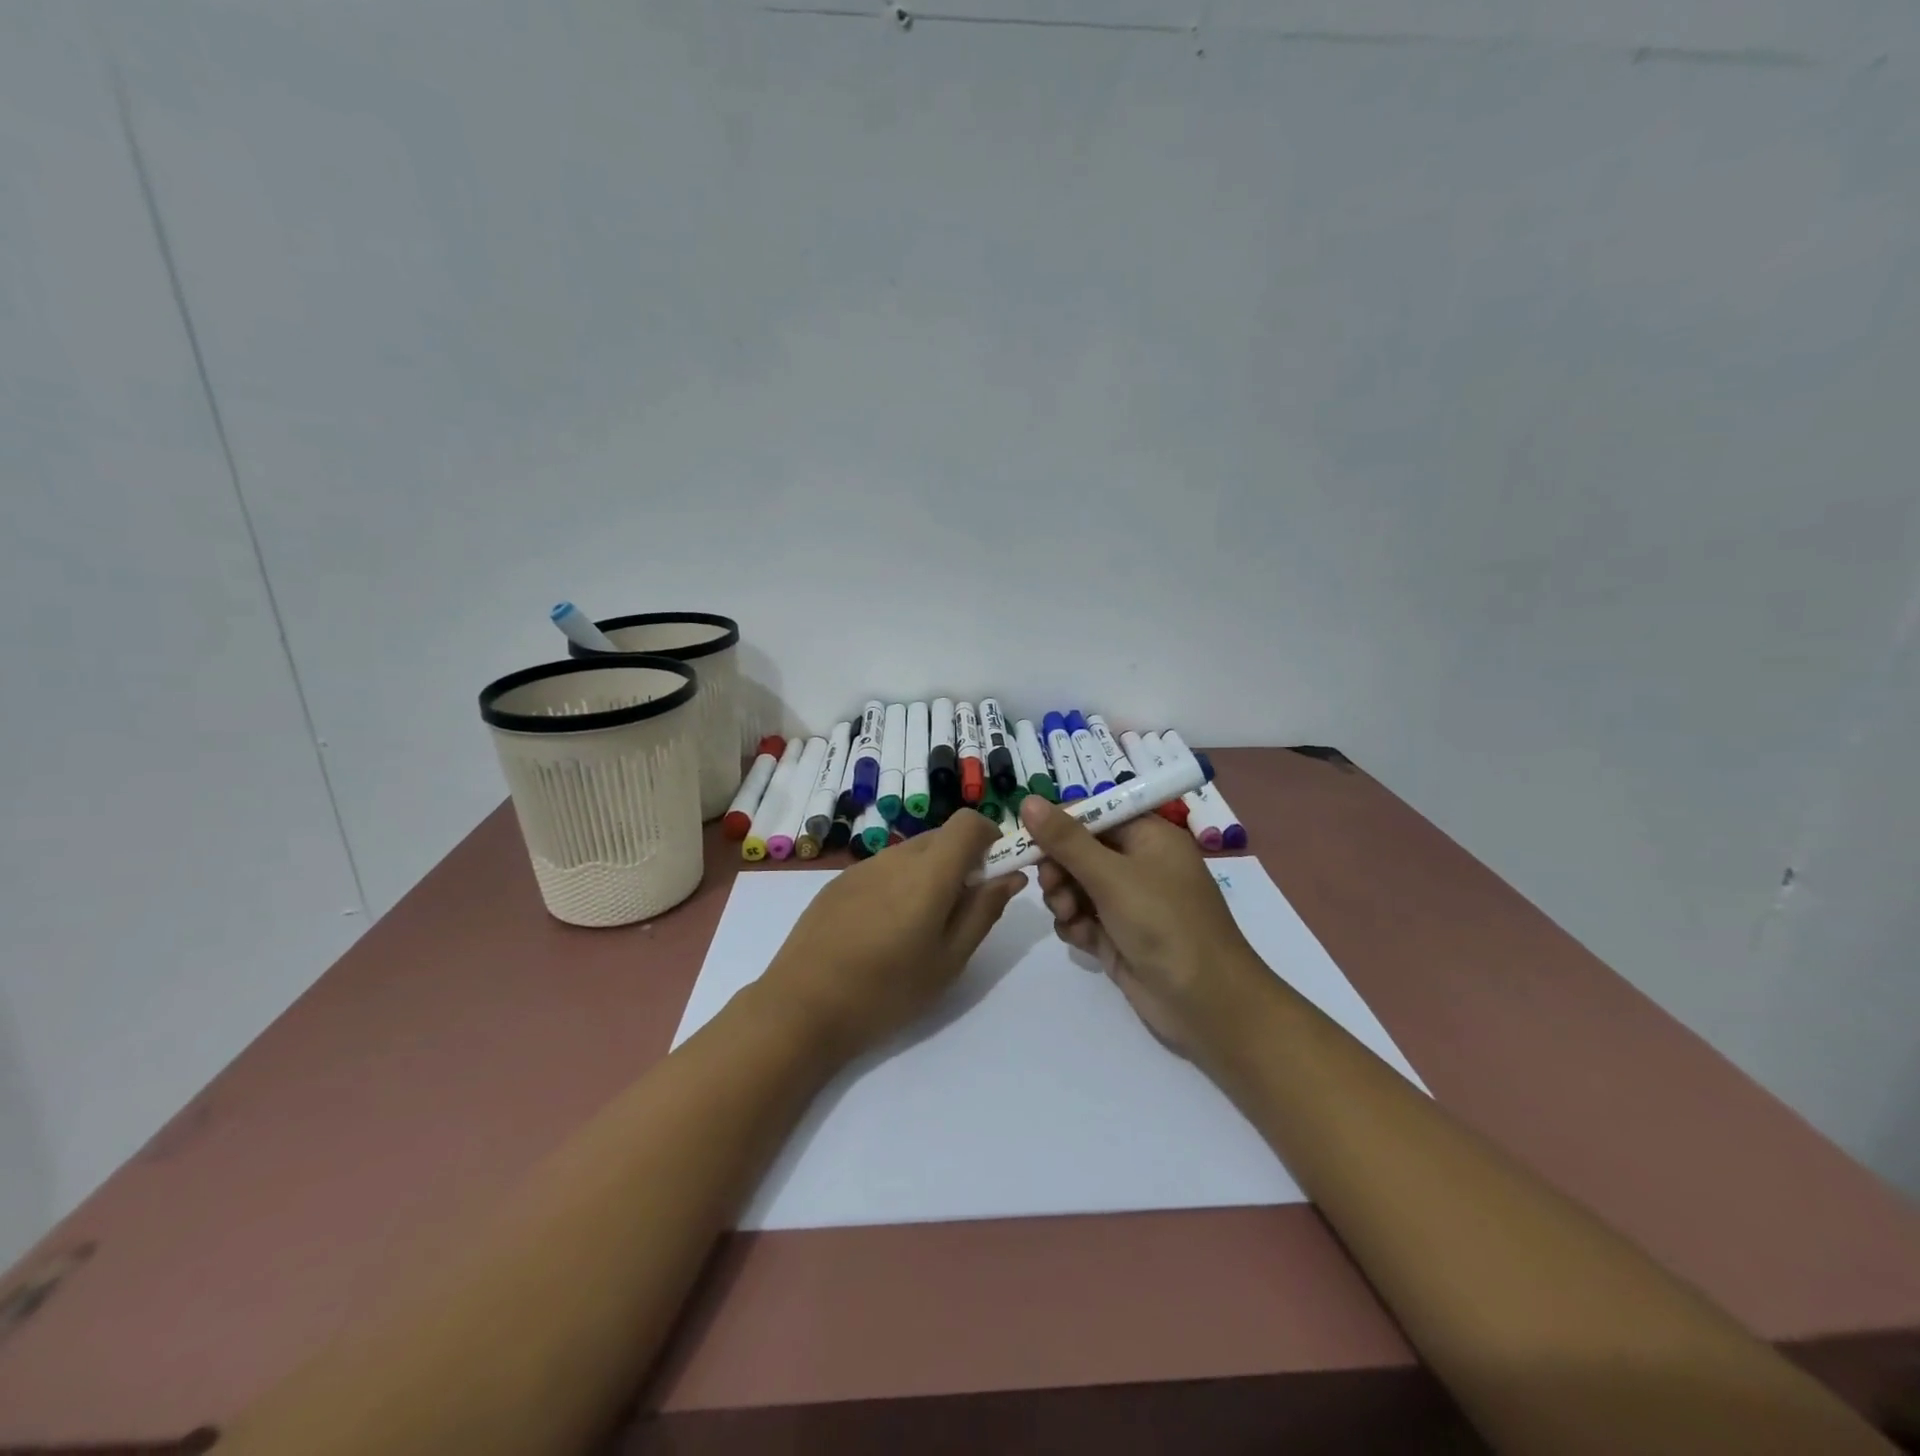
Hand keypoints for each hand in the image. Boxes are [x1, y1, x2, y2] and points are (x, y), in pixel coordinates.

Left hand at [758, 809, 1024, 1060]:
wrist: (801, 1007)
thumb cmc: (887, 990)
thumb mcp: (949, 959)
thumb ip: (983, 911)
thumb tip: (1011, 876)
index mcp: (929, 872)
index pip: (969, 822)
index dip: (990, 836)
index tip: (995, 872)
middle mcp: (896, 857)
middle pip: (941, 837)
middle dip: (962, 860)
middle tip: (961, 910)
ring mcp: (862, 867)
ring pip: (911, 853)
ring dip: (930, 873)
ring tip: (919, 927)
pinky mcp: (838, 882)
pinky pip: (883, 869)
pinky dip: (899, 884)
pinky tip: (883, 929)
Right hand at [1020, 794, 1265, 1059]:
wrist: (1205, 1002)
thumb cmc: (1163, 923)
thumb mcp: (1111, 876)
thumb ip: (1065, 840)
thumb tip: (1026, 800)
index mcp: (1148, 836)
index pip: (1094, 815)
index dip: (1060, 825)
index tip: (1029, 840)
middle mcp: (1139, 864)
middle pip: (1080, 851)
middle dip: (1059, 868)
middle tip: (1050, 886)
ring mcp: (1129, 902)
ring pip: (1076, 886)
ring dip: (1063, 898)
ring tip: (1067, 915)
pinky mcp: (1119, 935)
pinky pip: (1083, 917)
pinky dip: (1075, 924)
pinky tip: (1080, 937)